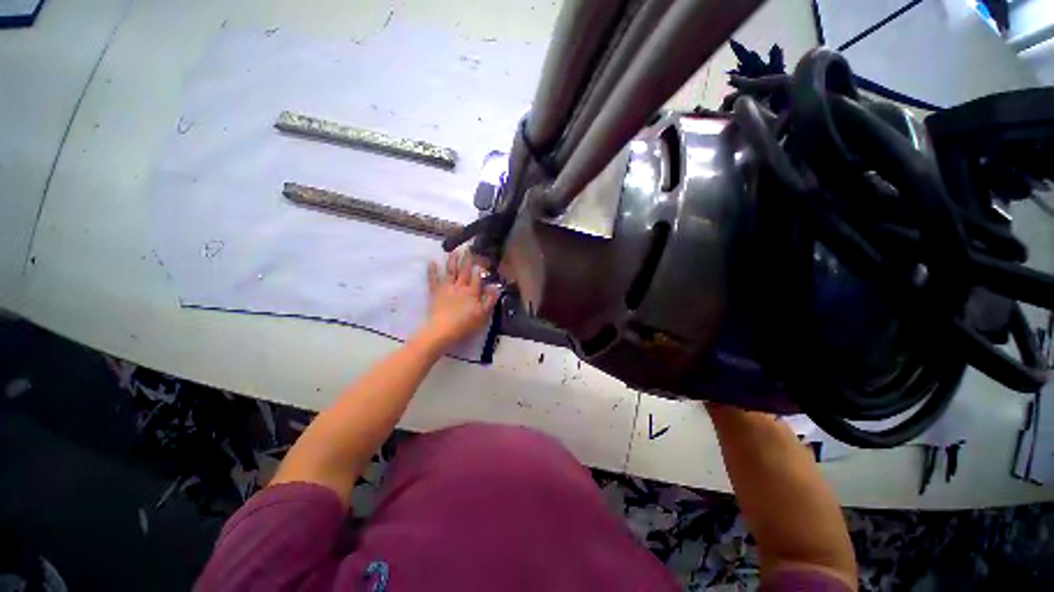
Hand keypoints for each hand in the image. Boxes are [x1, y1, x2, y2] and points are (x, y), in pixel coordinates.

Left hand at [421, 251, 498, 348]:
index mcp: (472, 292)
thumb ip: (490, 300)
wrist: (443, 330)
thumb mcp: (483, 315)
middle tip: (467, 249)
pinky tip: (431, 261)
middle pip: (464, 272)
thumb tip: (496, 287)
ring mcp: (447, 288)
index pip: (477, 279)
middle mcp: (460, 287)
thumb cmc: (466, 324)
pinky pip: (433, 279)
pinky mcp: (435, 293)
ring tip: (453, 251)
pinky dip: (432, 270)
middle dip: (467, 261)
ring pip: (450, 272)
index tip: (480, 260)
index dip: (479, 270)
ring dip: (452, 261)